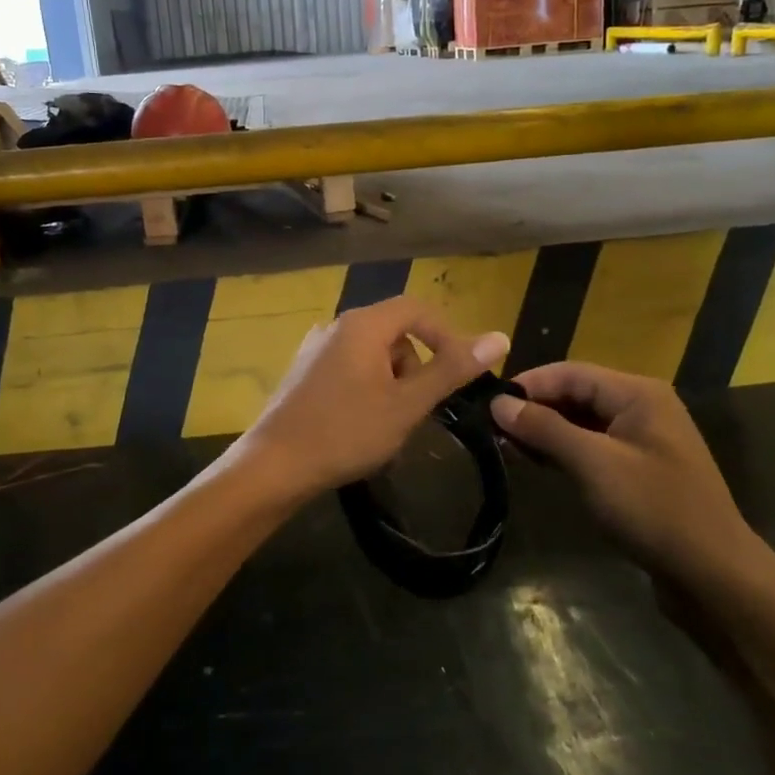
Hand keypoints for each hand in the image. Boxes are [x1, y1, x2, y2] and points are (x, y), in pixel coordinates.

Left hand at [233, 297, 509, 506]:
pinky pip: (349, 368)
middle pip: (394, 331)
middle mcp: (336, 326)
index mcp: (362, 324)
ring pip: (372, 354)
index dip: (446, 336)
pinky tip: (359, 425)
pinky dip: (367, 389)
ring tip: (387, 424)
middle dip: (415, 366)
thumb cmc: (345, 432)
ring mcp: (315, 349)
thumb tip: (500, 337)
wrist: (274, 466)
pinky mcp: (303, 372)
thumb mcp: (407, 404)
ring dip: (392, 382)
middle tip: (416, 408)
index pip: (417, 309)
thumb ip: (452, 369)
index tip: (460, 373)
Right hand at [489, 362, 767, 590]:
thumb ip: (545, 428)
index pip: (570, 372)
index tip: (486, 404)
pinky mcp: (640, 470)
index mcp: (638, 393)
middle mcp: (642, 407)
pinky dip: (564, 452)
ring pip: (582, 422)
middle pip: (576, 394)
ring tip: (505, 447)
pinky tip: (536, 463)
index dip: (527, 385)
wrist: (715, 577)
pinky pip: (593, 447)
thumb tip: (498, 403)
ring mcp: (642, 440)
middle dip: (534, 409)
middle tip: (491, 429)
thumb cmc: (654, 510)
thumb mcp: (594, 464)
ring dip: (546, 432)